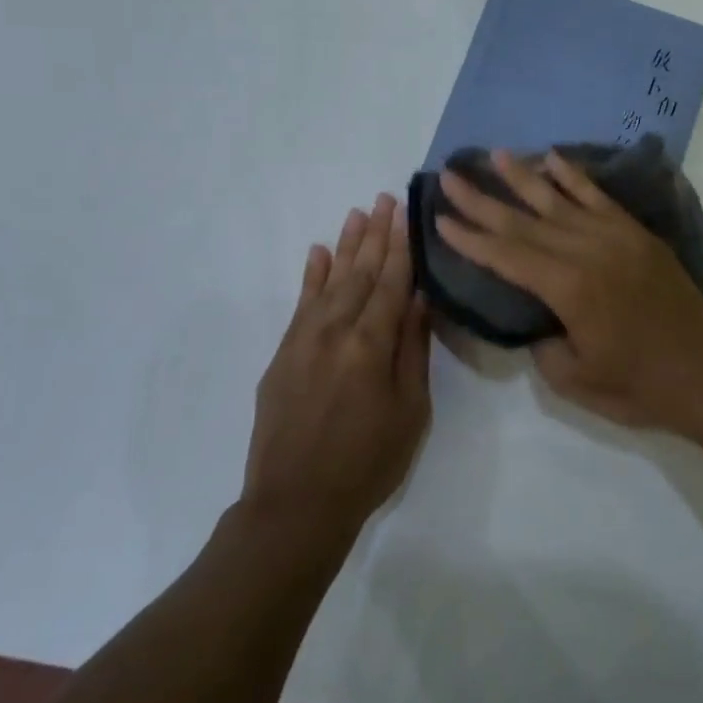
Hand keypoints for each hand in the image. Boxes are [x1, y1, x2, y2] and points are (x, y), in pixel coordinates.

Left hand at [245, 193, 431, 541]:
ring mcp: (304, 340)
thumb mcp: (410, 410)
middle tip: (385, 199)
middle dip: (376, 235)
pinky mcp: (283, 355)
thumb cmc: (368, 461)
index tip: (407, 214)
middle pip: (361, 273)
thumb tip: (420, 300)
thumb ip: (412, 350)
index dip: (402, 247)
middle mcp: (336, 331)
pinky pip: (299, 304)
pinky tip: (317, 253)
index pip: (392, 283)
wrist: (296, 504)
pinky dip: (310, 277)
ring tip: (357, 213)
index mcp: (372, 344)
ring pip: (330, 281)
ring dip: (345, 246)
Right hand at [437, 150, 702, 429]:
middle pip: (524, 221)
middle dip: (483, 200)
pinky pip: (599, 197)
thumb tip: (535, 318)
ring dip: (523, 177)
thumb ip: (543, 344)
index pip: (507, 256)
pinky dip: (574, 176)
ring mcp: (615, 237)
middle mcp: (588, 251)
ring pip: (559, 200)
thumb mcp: (575, 379)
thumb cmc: (640, 386)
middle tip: (450, 176)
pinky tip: (553, 158)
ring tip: (494, 154)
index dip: (471, 238)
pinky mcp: (636, 234)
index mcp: (569, 289)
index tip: (440, 217)